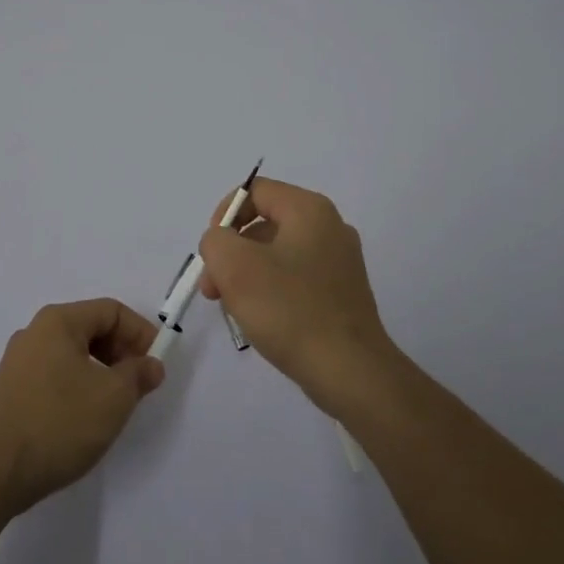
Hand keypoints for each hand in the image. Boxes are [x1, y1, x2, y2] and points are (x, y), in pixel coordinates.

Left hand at [0, 298, 164, 514]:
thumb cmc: (58, 423)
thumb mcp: (113, 398)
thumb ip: (138, 375)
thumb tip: (151, 365)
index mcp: (58, 321)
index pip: (111, 311)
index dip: (141, 333)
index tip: (157, 364)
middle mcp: (35, 333)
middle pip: (90, 329)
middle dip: (121, 352)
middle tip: (140, 384)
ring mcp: (18, 363)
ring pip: (72, 355)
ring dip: (101, 372)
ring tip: (115, 404)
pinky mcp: (10, 392)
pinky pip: (54, 376)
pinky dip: (78, 387)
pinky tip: (84, 419)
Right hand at [198, 178, 402, 419]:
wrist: (350, 371)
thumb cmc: (290, 310)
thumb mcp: (235, 266)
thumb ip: (216, 240)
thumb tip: (222, 244)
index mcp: (309, 210)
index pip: (255, 191)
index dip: (225, 215)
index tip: (213, 252)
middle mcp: (330, 227)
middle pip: (265, 224)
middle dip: (232, 252)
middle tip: (213, 289)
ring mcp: (340, 261)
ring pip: (277, 254)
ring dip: (247, 275)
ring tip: (234, 310)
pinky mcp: (342, 293)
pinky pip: (296, 278)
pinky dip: (272, 292)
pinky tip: (262, 321)